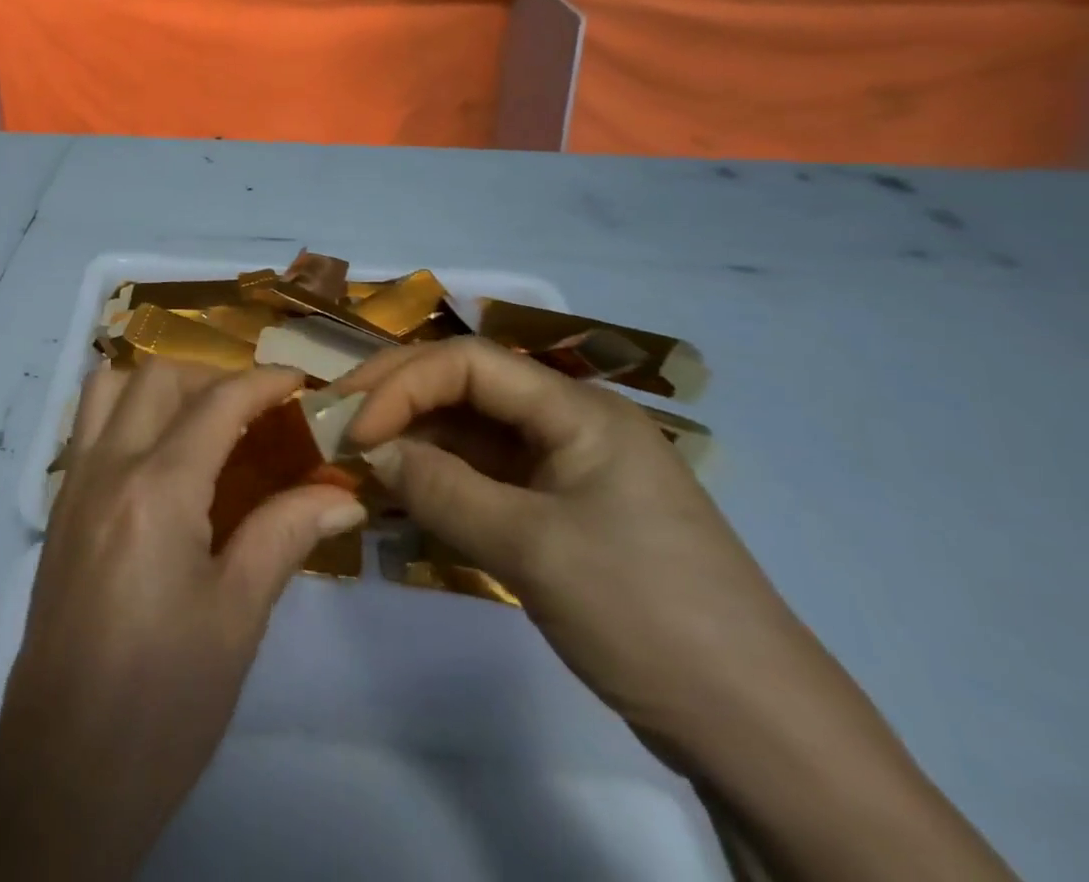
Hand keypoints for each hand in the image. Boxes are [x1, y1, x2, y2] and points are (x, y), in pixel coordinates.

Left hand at [0, 360, 364, 881]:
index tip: (302, 383)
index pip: (216, 403)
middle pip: (157, 378)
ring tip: (203, 425)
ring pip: (108, 390)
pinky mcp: (59, 510)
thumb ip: (286, 534)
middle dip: (212, 377)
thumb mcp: (237, 616)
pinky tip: (162, 464)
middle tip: (257, 412)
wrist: (63, 770)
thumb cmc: (164, 701)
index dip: (264, 383)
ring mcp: (73, 484)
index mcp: (157, 489)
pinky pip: (89, 427)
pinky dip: (128, 415)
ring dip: (159, 387)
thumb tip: (344, 495)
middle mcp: (107, 466)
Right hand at [342, 334, 810, 748]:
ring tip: (357, 464)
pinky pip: (484, 478)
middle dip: (398, 402)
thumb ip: (441, 490)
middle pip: (465, 388)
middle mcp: (569, 423)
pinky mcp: (561, 513)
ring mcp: (566, 470)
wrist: (762, 737)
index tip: (354, 429)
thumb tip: (370, 452)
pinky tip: (398, 498)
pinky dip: (439, 483)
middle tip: (337, 428)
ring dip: (413, 444)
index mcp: (577, 409)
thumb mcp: (532, 549)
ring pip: (470, 434)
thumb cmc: (647, 616)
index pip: (468, 362)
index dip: (402, 384)